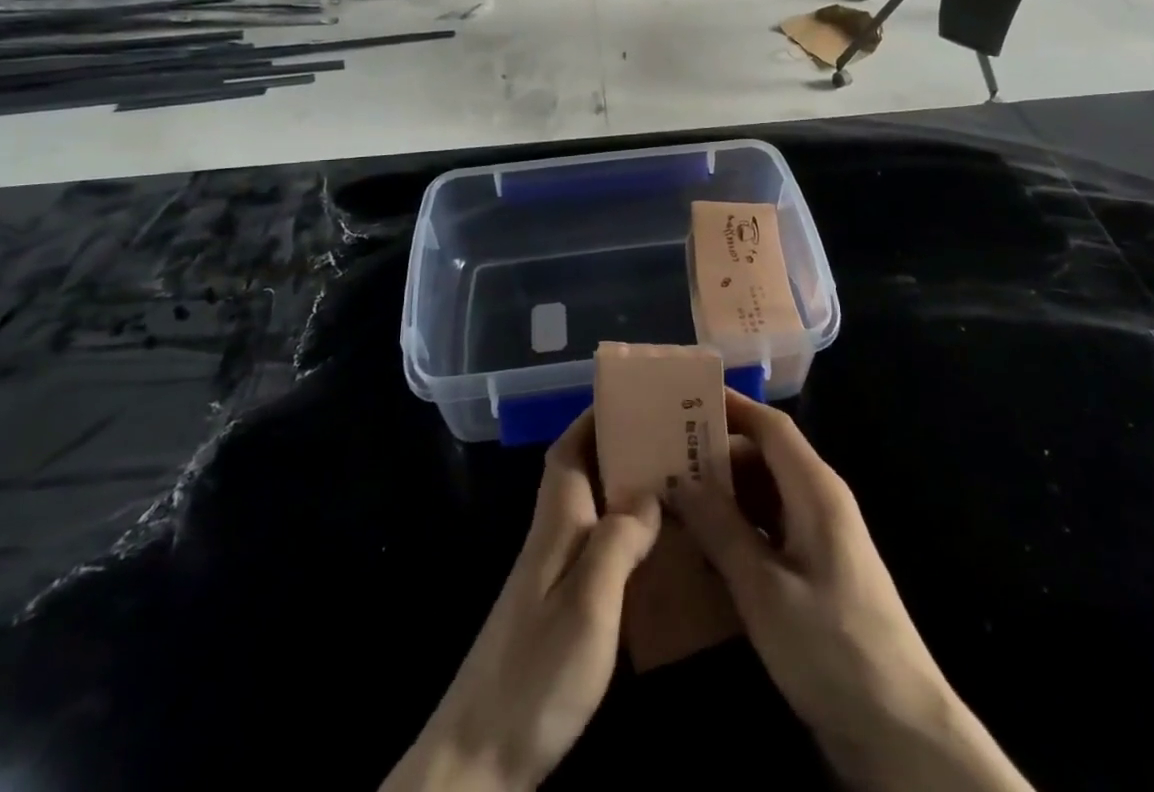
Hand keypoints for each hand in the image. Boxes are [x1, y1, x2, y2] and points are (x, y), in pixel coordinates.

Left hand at [382, 410, 659, 791]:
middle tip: (671, 440)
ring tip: (676, 486)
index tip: (631, 398)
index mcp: (554, 525)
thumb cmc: (535, 675)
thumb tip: (649, 489)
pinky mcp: (557, 616)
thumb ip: (617, 541)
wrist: (477, 764)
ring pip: (592, 513)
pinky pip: (596, 553)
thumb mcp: (588, 604)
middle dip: (619, 449)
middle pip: (582, 476)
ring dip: (625, 491)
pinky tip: (655, 556)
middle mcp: (550, 541)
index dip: (594, 419)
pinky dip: (624, 539)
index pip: (568, 452)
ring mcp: (550, 580)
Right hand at [673, 390, 1032, 791]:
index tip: (683, 398)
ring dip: (723, 496)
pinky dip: (737, 530)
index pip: (770, 426)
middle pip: (764, 458)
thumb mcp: (764, 589)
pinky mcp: (816, 573)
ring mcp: (820, 539)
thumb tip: (681, 480)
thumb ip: (721, 529)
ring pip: (764, 496)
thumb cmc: (832, 647)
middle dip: (715, 455)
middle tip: (661, 459)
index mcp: (815, 490)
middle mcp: (819, 502)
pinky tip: (703, 548)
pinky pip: (770, 530)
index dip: (730, 406)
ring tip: (671, 499)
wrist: (900, 732)